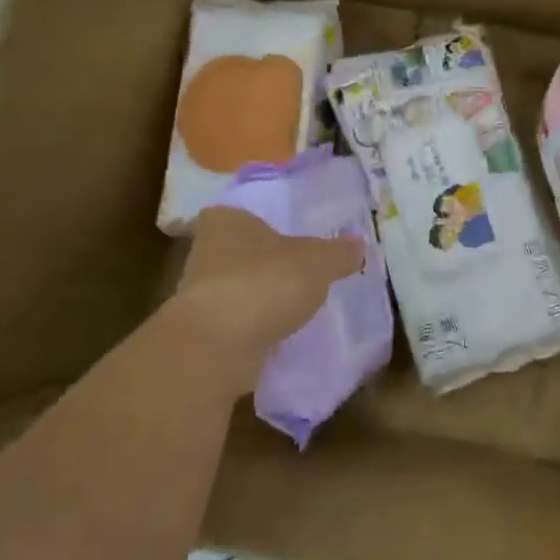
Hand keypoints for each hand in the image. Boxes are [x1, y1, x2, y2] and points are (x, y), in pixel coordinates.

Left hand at [171, 206, 363, 393]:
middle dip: (268, 261)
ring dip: (263, 296)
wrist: (216, 348)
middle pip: (242, 251)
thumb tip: (359, 245)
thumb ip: (339, 252)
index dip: (264, 221)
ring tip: (299, 303)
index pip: (241, 212)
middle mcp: (206, 252)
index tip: (289, 233)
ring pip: (240, 287)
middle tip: (303, 268)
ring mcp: (200, 295)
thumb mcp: (318, 262)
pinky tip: (283, 333)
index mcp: (227, 221)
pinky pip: (239, 322)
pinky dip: (257, 326)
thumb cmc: (264, 284)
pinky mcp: (204, 333)